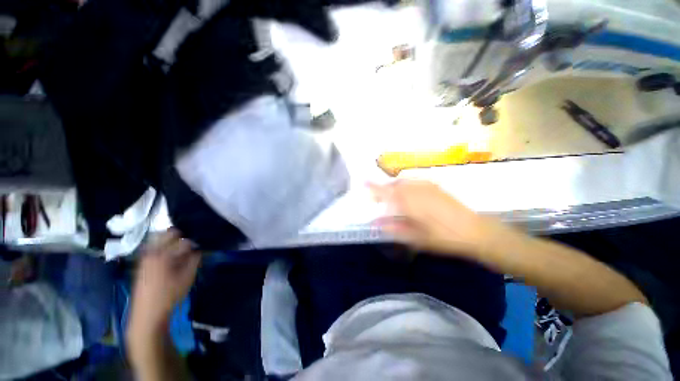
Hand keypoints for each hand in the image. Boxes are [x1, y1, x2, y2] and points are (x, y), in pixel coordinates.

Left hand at [129, 229, 200, 333]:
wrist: (147, 312)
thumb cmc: (170, 294)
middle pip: (169, 233)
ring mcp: (145, 256)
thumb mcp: (187, 277)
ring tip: (180, 250)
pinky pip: (153, 246)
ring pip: (160, 238)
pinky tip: (170, 256)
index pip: (184, 241)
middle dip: (182, 236)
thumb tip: (198, 250)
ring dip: (171, 241)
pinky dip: (163, 246)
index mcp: (165, 255)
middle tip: (189, 245)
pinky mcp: (142, 262)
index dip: (194, 243)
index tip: (199, 247)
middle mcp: (152, 251)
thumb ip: (194, 260)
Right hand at [369, 180, 512, 257]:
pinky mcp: (435, 186)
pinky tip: (409, 195)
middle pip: (393, 184)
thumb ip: (393, 228)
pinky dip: (406, 186)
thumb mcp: (415, 237)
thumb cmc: (443, 237)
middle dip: (384, 189)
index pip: (385, 192)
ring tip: (393, 198)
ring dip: (394, 187)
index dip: (373, 187)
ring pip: (404, 181)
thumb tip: (375, 222)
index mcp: (409, 202)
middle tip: (380, 199)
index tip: (363, 183)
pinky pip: (414, 181)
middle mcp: (416, 189)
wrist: (475, 231)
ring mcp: (427, 185)